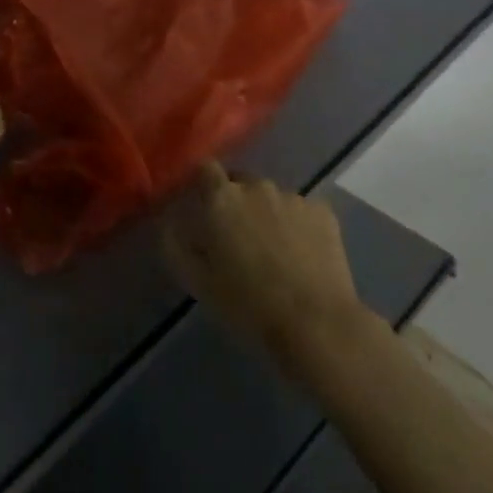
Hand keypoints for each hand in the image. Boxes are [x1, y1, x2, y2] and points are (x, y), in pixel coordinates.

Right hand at [160, 161, 363, 354]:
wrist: (315, 323)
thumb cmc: (248, 304)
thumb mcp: (198, 282)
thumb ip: (176, 245)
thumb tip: (169, 224)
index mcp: (222, 198)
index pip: (205, 169)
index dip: (203, 184)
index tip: (203, 205)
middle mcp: (256, 186)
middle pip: (240, 182)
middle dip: (236, 202)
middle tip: (238, 237)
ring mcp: (293, 196)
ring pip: (272, 198)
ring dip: (268, 214)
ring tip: (274, 252)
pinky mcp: (323, 212)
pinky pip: (302, 212)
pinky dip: (298, 226)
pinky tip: (302, 256)